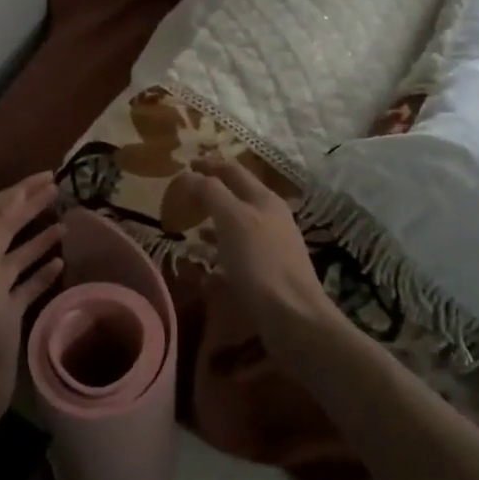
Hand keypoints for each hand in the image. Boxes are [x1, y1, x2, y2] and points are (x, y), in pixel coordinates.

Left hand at [0, 172, 64, 429]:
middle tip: (59, 190)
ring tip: (67, 222)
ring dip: (41, 236)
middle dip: (31, 205)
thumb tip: (18, 197)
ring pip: (20, 253)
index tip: (49, 175)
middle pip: (9, 225)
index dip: (21, 189)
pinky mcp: (10, 311)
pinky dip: (44, 270)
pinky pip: (29, 283)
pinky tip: (62, 262)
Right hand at [171, 157, 342, 353]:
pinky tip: (205, 257)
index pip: (232, 170)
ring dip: (213, 219)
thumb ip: (210, 192)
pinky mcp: (269, 270)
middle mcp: (271, 216)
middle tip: (185, 194)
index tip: (185, 163)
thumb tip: (190, 174)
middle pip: (236, 195)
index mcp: (264, 199)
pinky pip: (238, 249)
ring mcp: (272, 243)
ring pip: (237, 222)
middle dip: (211, 191)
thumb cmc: (259, 262)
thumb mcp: (231, 219)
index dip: (208, 164)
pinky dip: (219, 246)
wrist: (294, 316)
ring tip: (190, 224)